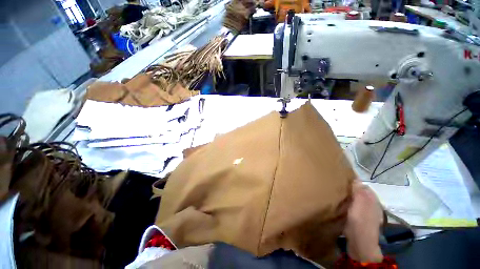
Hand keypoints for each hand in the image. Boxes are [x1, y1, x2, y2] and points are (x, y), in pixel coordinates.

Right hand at [344, 180, 383, 262]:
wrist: (360, 244)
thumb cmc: (360, 223)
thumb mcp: (359, 206)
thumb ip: (359, 192)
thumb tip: (356, 179)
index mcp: (372, 199)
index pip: (362, 185)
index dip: (353, 181)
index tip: (340, 178)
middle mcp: (370, 204)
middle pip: (359, 192)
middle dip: (349, 188)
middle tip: (336, 186)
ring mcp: (365, 212)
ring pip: (355, 199)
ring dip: (348, 196)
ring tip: (336, 193)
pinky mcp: (359, 218)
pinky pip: (353, 206)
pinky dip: (347, 203)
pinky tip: (340, 204)